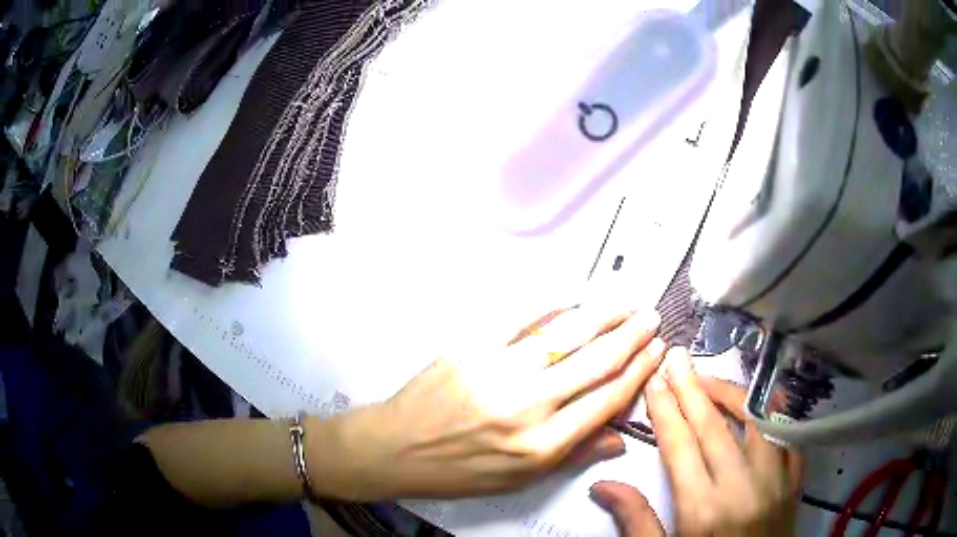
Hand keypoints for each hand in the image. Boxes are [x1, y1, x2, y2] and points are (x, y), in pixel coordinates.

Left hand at [306, 307, 666, 500]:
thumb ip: (572, 455)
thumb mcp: (518, 480)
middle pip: (595, 362)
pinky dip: (550, 306)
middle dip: (630, 336)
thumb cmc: (458, 471)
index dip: (638, 372)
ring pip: (564, 335)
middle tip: (650, 317)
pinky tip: (572, 297)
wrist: (395, 448)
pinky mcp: (471, 348)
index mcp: (541, 445)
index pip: (606, 400)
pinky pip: (519, 320)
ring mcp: (497, 371)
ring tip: (625, 303)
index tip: (656, 352)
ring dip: (601, 315)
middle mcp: (526, 407)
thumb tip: (618, 438)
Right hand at [590, 348, 802, 535]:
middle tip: (677, 359)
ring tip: (710, 379)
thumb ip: (636, 520)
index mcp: (702, 509)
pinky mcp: (795, 482)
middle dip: (691, 389)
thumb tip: (602, 485)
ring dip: (732, 394)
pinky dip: (775, 413)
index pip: (680, 446)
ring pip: (756, 421)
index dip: (665, 411)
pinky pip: (789, 436)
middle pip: (714, 426)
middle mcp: (741, 488)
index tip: (654, 384)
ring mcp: (774, 481)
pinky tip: (762, 400)